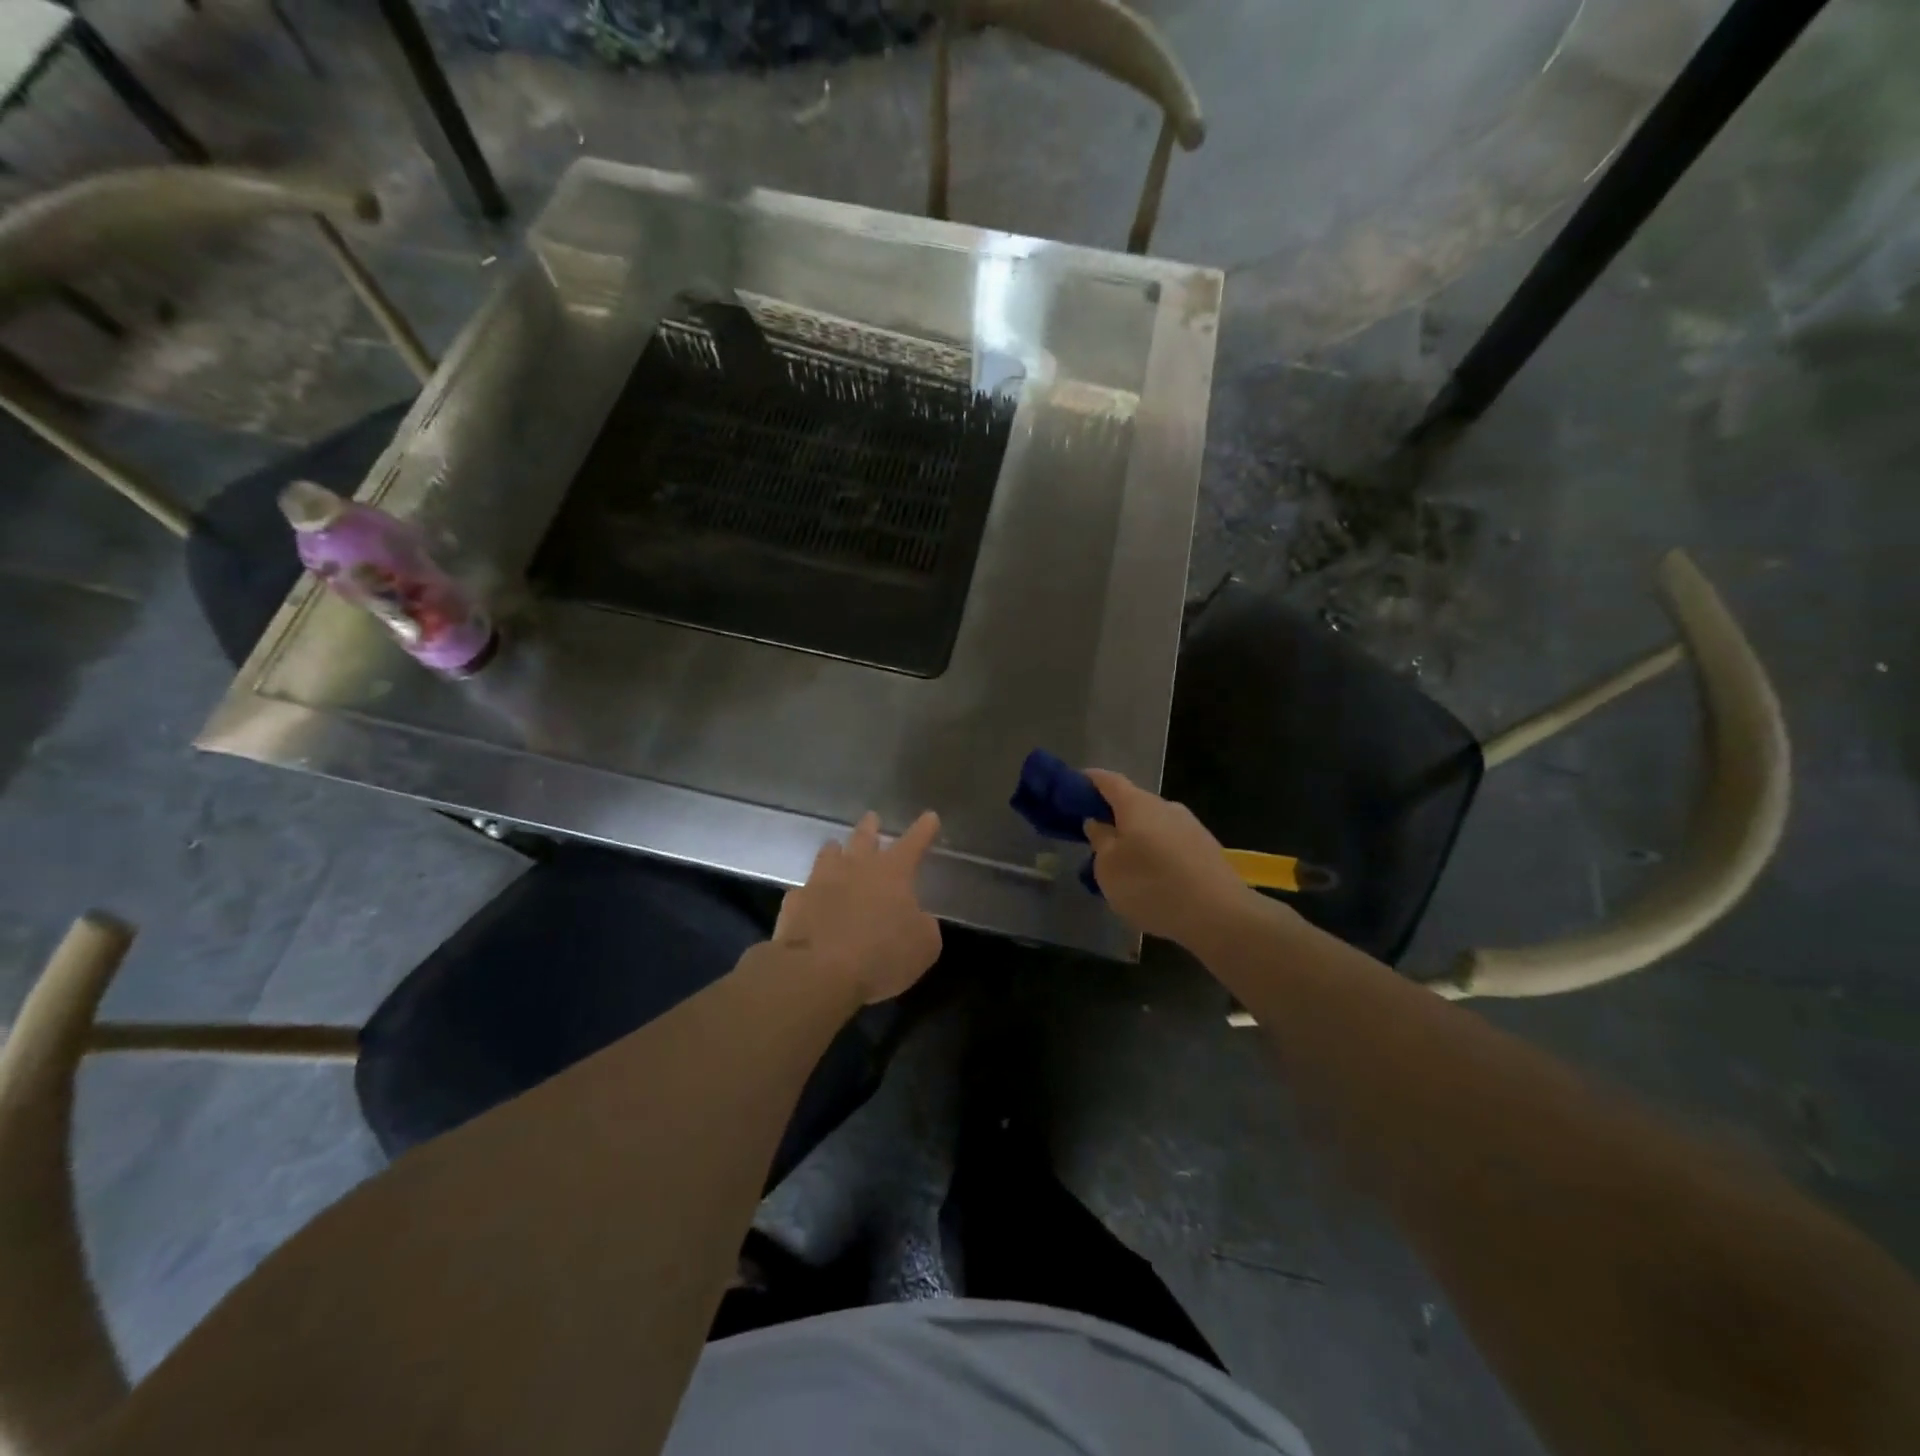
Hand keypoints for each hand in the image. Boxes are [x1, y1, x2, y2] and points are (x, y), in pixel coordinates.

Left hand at [774, 811, 942, 1003]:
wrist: (817, 971)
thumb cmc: (881, 955)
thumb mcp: (923, 946)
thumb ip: (923, 926)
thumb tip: (917, 919)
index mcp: (892, 873)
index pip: (913, 843)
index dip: (923, 830)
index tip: (930, 816)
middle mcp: (856, 868)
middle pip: (864, 838)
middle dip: (871, 827)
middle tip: (872, 817)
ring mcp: (821, 882)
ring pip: (829, 855)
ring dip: (835, 850)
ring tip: (835, 846)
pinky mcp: (795, 903)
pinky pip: (804, 890)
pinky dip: (810, 892)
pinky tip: (809, 897)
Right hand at [1082, 769, 1251, 947]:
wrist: (1220, 915)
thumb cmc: (1151, 886)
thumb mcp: (1108, 868)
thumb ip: (1099, 840)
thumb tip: (1097, 822)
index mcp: (1137, 804)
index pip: (1108, 780)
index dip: (1089, 780)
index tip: (1072, 788)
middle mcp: (1165, 806)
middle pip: (1132, 802)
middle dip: (1112, 816)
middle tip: (1094, 839)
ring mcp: (1190, 826)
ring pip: (1153, 824)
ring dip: (1135, 837)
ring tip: (1124, 866)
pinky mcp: (1206, 848)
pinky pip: (1170, 842)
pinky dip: (1155, 853)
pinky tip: (1153, 879)